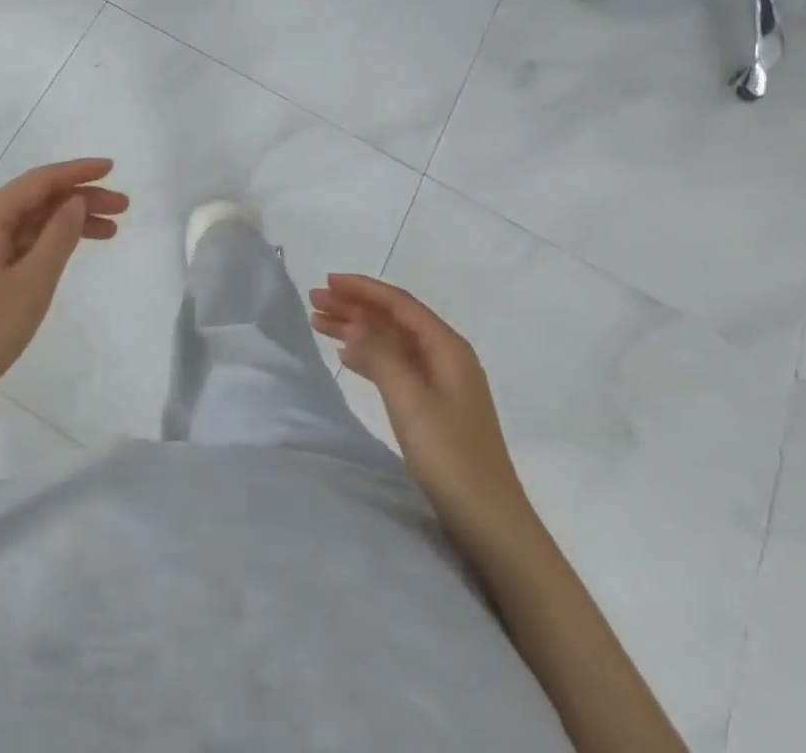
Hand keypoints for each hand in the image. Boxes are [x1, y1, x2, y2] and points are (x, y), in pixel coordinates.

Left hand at [0, 159, 126, 416]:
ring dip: (69, 221)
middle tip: (123, 207)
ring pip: (31, 220)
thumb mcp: (34, 280)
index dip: (78, 172)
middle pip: (38, 198)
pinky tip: (74, 247)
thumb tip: (75, 201)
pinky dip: (50, 240)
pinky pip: (20, 240)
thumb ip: (59, 235)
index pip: (41, 180)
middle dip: (81, 198)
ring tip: (111, 231)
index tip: (112, 169)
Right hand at [309, 274, 528, 527]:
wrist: (491, 523)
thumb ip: (380, 356)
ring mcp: (442, 383)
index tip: (327, 281)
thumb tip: (355, 325)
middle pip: (394, 320)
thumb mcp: (410, 400)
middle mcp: (446, 357)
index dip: (363, 289)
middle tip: (314, 301)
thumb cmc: (451, 456)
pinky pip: (395, 367)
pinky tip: (346, 357)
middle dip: (354, 307)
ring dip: (357, 330)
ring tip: (319, 323)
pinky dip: (369, 357)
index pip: (399, 304)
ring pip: (392, 343)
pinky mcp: (434, 408)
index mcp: (448, 347)